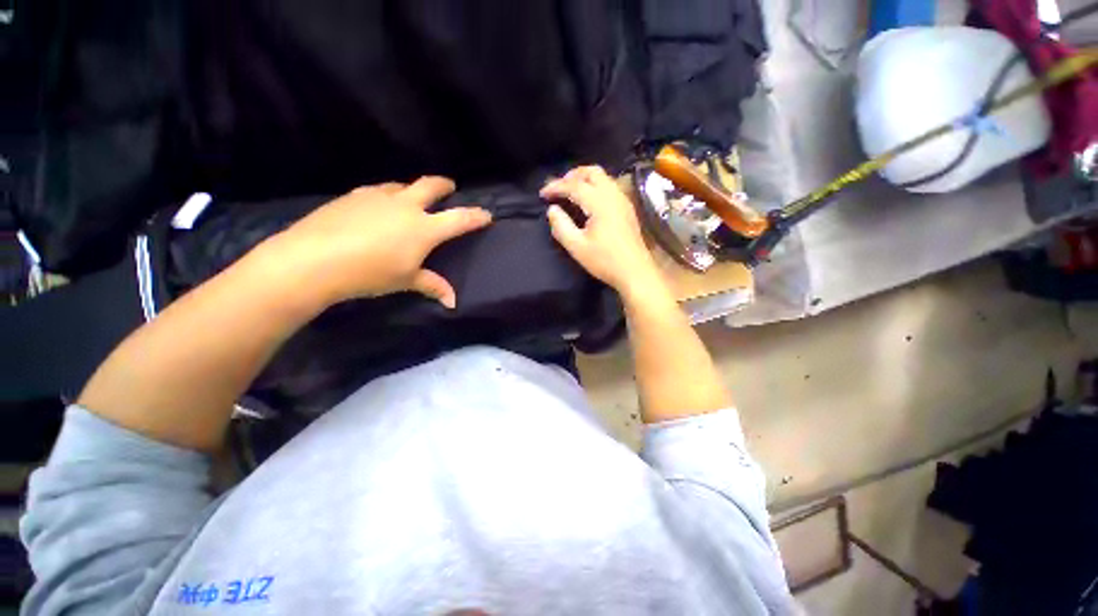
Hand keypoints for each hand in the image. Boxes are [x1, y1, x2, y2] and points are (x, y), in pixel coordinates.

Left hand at [263, 177, 491, 307]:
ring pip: (402, 185)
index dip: (476, 216)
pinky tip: (378, 207)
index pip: (460, 219)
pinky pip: (378, 191)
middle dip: (444, 185)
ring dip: (412, 190)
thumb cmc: (369, 272)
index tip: (487, 214)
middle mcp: (405, 206)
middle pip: (431, 185)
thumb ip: (433, 285)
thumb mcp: (405, 281)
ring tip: (412, 199)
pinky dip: (386, 196)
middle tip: (450, 187)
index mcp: (424, 228)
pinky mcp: (353, 195)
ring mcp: (378, 196)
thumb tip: (452, 303)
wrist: (313, 259)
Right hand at [541, 166, 661, 298]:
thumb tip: (552, 210)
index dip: (556, 186)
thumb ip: (561, 226)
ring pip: (603, 177)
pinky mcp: (627, 208)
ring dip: (584, 179)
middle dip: (571, 175)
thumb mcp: (577, 247)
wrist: (635, 272)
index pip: (574, 186)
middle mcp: (613, 195)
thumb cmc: (605, 261)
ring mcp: (623, 200)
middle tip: (558, 188)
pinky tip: (588, 201)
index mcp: (600, 203)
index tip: (542, 194)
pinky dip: (595, 186)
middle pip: (592, 172)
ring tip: (570, 192)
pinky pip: (609, 186)